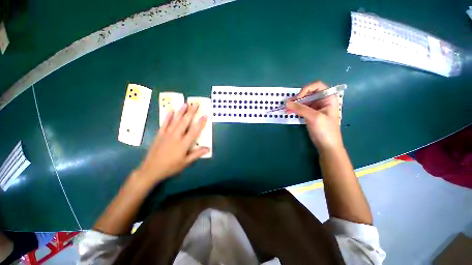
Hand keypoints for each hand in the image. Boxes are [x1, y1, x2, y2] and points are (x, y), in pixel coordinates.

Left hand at [135, 104, 208, 185]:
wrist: (151, 169)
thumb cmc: (170, 167)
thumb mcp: (186, 162)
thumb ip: (197, 154)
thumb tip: (208, 148)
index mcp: (183, 144)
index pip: (194, 131)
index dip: (200, 123)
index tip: (205, 115)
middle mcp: (176, 136)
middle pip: (185, 122)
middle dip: (191, 112)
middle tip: (195, 104)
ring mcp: (167, 134)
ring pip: (175, 120)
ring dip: (181, 112)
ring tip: (185, 104)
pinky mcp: (160, 134)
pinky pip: (164, 123)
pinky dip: (168, 117)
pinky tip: (170, 110)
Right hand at [286, 81, 342, 150]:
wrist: (327, 146)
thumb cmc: (325, 130)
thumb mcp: (313, 117)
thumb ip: (300, 108)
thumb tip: (286, 102)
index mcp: (329, 98)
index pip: (317, 86)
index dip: (306, 89)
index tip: (298, 98)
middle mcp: (322, 100)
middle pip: (308, 93)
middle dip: (298, 98)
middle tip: (288, 104)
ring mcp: (316, 108)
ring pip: (303, 101)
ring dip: (294, 104)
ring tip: (286, 109)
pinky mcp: (311, 114)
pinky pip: (301, 108)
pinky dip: (295, 109)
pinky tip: (288, 112)